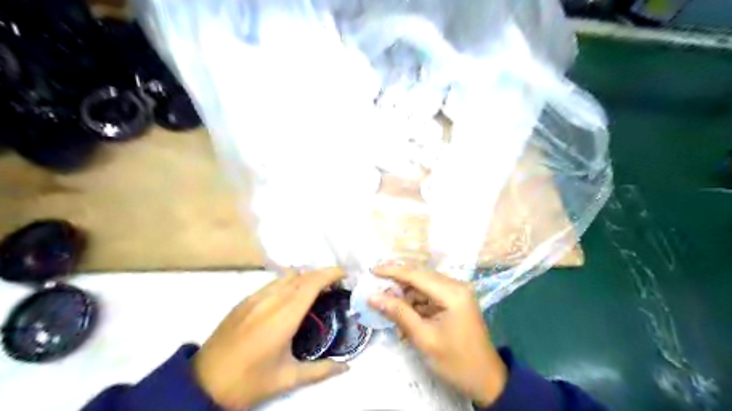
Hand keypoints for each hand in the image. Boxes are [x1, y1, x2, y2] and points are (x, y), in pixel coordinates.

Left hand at [191, 268, 345, 409]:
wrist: (202, 383)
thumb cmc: (248, 381)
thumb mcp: (287, 379)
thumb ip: (321, 371)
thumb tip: (347, 367)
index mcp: (284, 316)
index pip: (311, 283)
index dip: (330, 274)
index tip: (345, 275)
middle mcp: (270, 300)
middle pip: (301, 276)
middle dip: (321, 274)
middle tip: (335, 284)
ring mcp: (254, 298)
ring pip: (285, 277)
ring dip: (304, 277)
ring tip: (315, 289)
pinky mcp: (243, 301)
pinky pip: (272, 283)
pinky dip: (288, 283)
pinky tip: (290, 297)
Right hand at [369, 266, 506, 407]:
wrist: (487, 381)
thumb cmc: (456, 362)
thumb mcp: (424, 338)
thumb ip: (399, 313)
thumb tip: (373, 297)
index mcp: (452, 293)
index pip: (416, 275)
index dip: (392, 271)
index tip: (372, 271)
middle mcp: (456, 286)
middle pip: (420, 277)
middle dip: (398, 283)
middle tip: (376, 290)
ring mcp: (457, 293)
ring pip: (423, 287)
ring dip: (406, 296)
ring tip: (388, 308)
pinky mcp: (455, 302)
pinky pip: (430, 296)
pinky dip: (416, 304)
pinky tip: (404, 316)